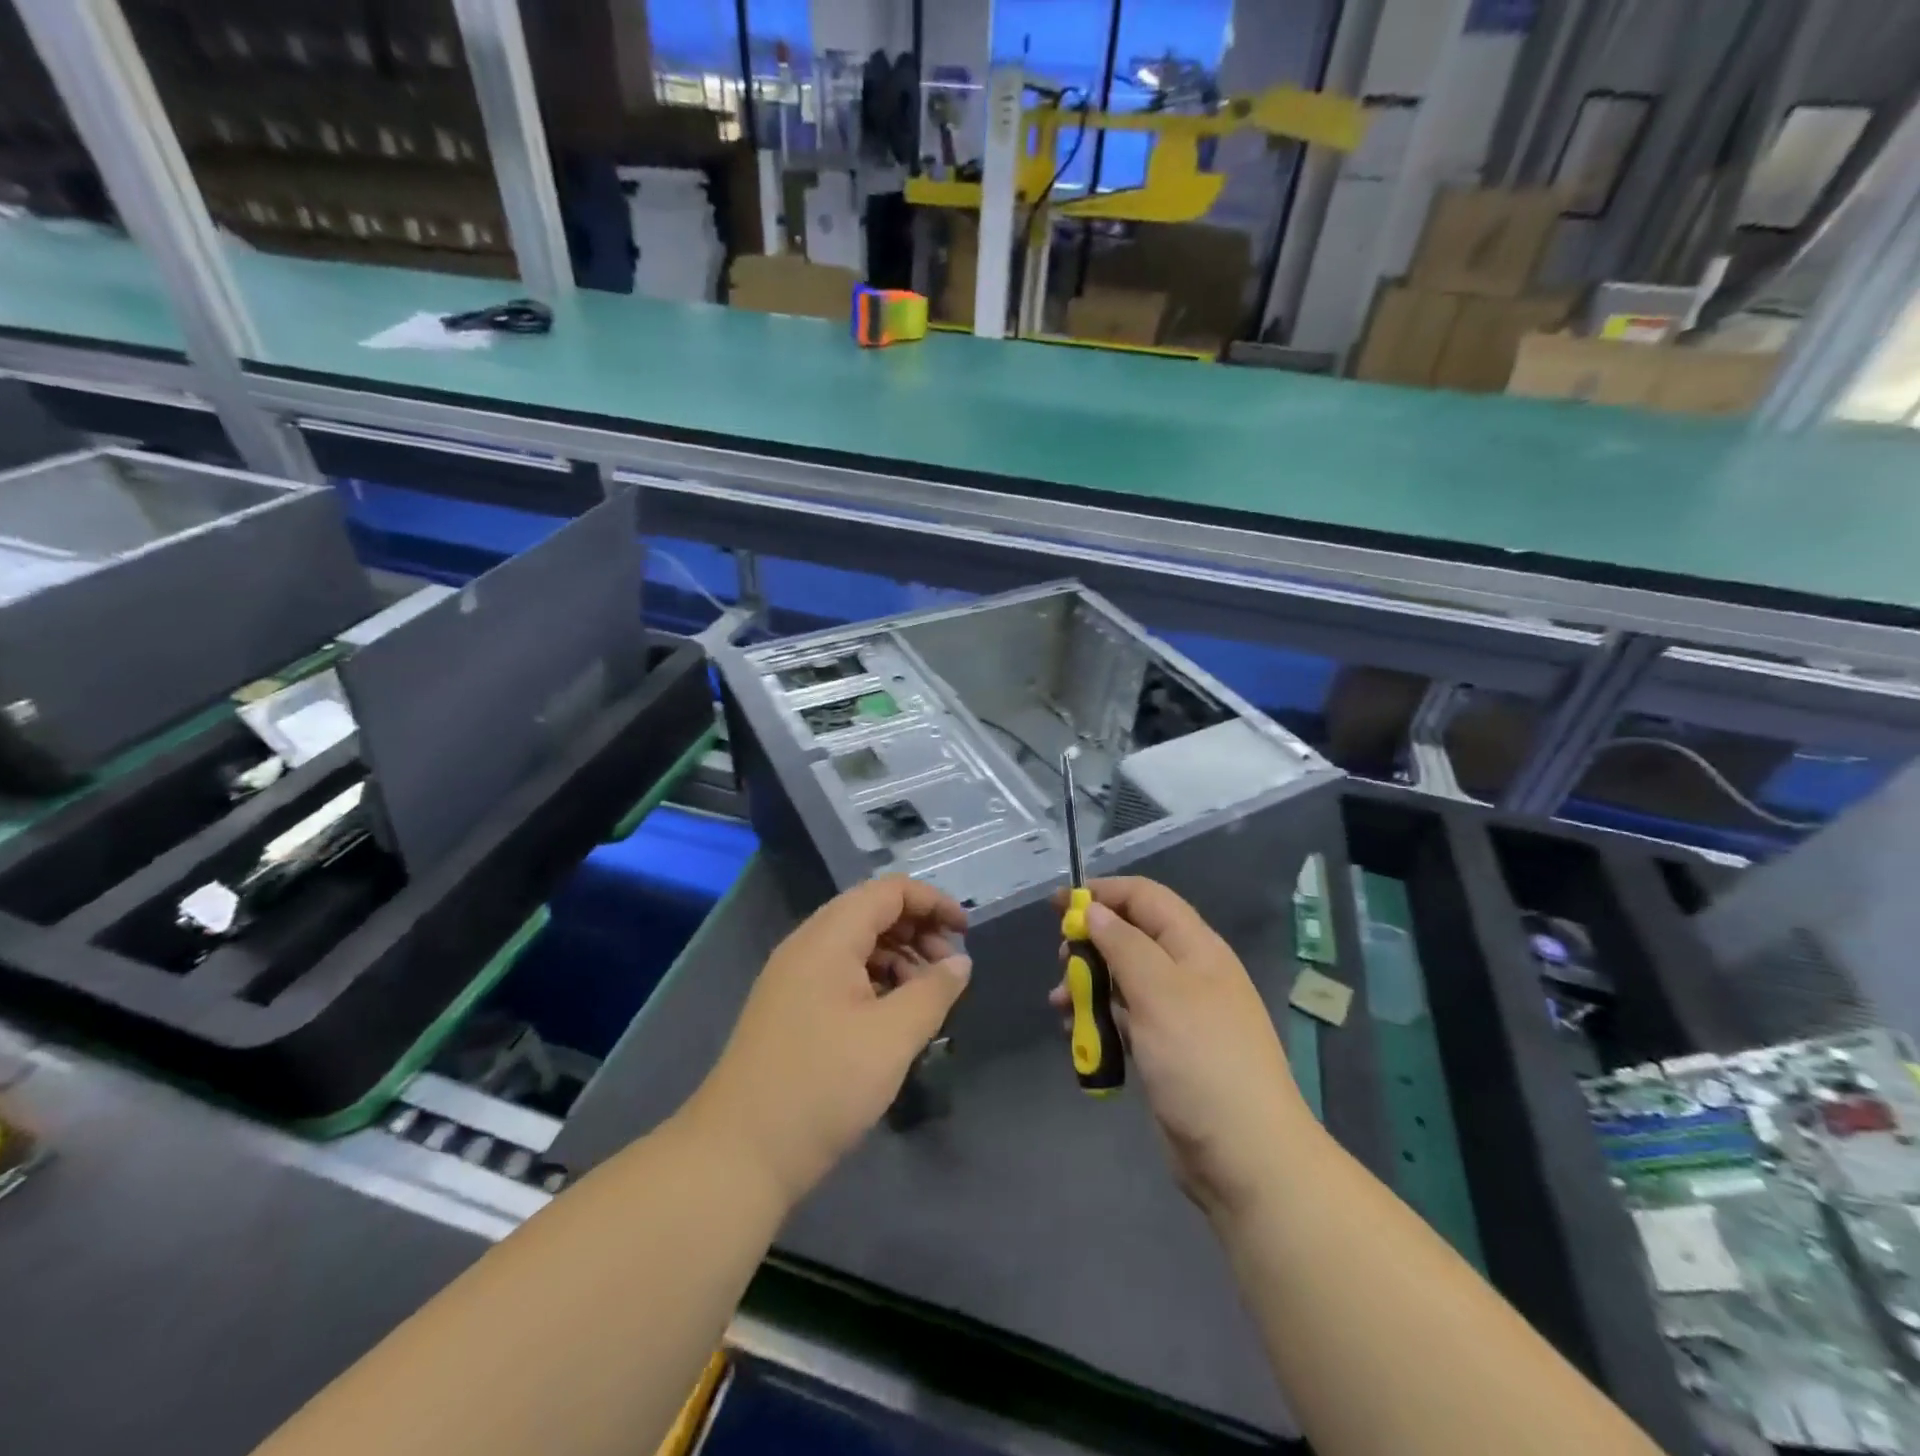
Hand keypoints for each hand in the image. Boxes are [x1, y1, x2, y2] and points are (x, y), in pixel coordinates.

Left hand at [689, 876, 970, 1209]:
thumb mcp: (892, 1037)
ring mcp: (794, 978)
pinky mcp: (791, 1009)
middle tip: (950, 971)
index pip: (889, 890)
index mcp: (828, 938)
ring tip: (927, 998)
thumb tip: (961, 962)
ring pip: (857, 945)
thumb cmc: (822, 1086)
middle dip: (918, 930)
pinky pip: (841, 974)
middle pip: (872, 912)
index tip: (966, 933)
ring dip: (899, 958)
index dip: (932, 902)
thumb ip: (933, 991)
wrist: (738, 1155)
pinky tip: (894, 1018)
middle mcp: (807, 946)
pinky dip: (876, 981)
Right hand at [1050, 877, 1317, 1222]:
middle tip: (1061, 962)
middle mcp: (1188, 973)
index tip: (1060, 906)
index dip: (1103, 893)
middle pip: (1130, 936)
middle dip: (1091, 943)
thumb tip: (1094, 910)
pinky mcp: (1166, 1050)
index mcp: (1195, 947)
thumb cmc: (1201, 1060)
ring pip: (1123, 979)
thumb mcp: (1159, 991)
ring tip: (1059, 1005)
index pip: (1145, 898)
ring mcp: (1178, 1014)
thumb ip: (1122, 944)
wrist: (1246, 1157)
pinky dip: (1099, 1019)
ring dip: (1088, 984)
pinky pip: (1126, 1018)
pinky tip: (1077, 1035)